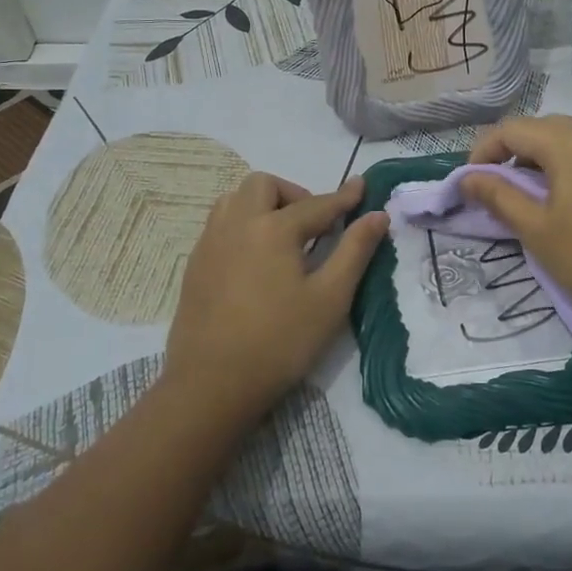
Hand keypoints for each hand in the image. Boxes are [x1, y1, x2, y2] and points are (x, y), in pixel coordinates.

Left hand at [163, 172, 386, 428]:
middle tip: (314, 227)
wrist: (211, 385)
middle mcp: (237, 224)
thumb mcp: (330, 298)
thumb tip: (377, 215)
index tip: (362, 186)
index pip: (317, 204)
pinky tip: (255, 260)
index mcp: (273, 229)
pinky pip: (220, 225)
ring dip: (263, 205)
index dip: (344, 197)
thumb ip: (355, 250)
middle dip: (294, 195)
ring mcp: (209, 243)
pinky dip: (243, 225)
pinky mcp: (194, 265)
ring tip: (283, 239)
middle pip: (264, 186)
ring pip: (235, 200)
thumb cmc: (280, 342)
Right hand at [462, 116, 571, 329]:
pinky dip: (571, 164)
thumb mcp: (537, 230)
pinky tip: (569, 197)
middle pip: (542, 128)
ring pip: (571, 138)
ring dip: (542, 157)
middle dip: (512, 151)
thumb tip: (467, 178)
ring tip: (530, 193)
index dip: (483, 152)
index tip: (470, 183)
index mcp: (569, 142)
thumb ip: (499, 196)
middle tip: (497, 186)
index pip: (512, 129)